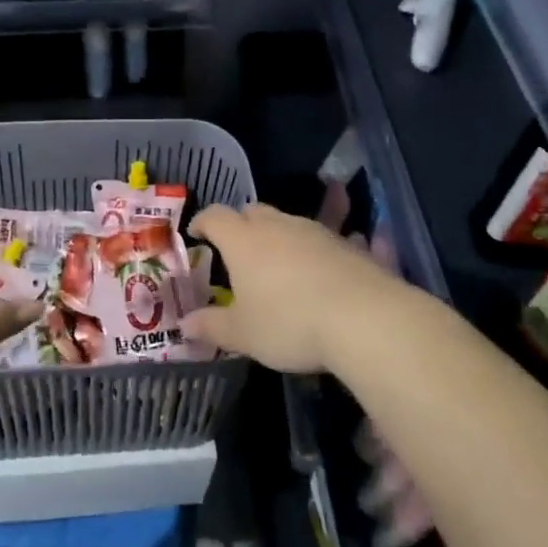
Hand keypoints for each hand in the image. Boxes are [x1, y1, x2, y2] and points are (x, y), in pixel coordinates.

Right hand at [181, 203, 404, 372]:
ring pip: (288, 222)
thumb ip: (212, 326)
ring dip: (278, 236)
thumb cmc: (289, 322)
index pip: (215, 217)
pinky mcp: (345, 244)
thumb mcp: (244, 334)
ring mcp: (314, 231)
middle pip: (253, 212)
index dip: (203, 221)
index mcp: (243, 240)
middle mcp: (277, 226)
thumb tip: (185, 324)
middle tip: (236, 249)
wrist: (363, 316)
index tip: (196, 232)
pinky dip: (312, 249)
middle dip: (241, 225)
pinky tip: (319, 269)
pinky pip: (321, 238)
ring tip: (277, 263)